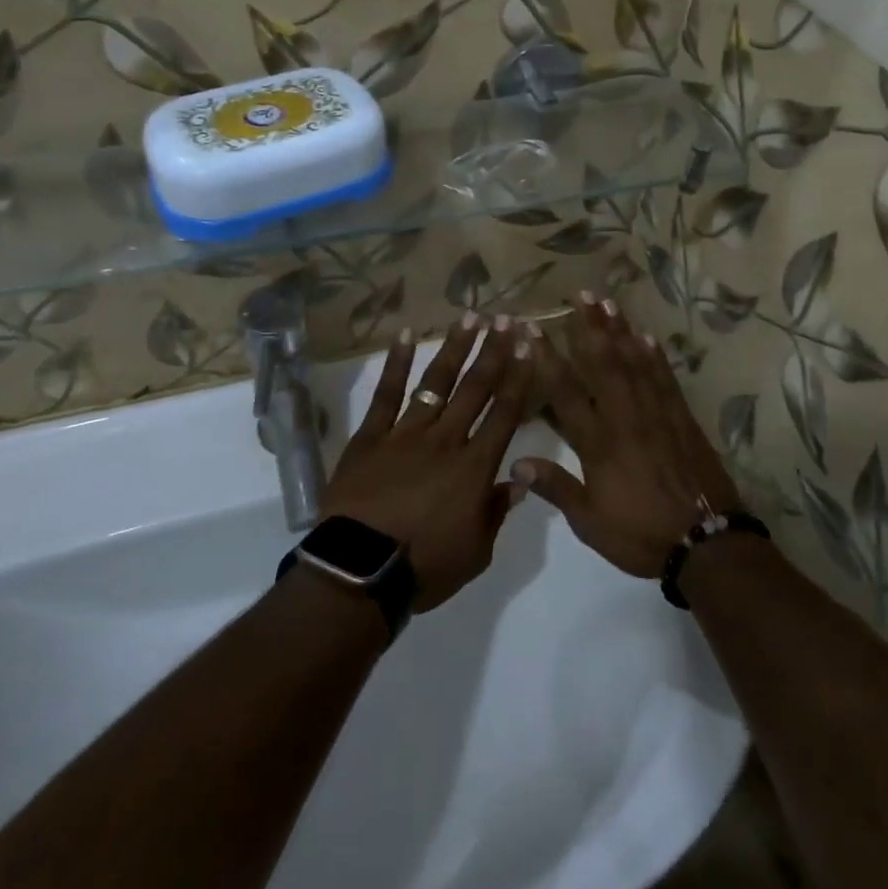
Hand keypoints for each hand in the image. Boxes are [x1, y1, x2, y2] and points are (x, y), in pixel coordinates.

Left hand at [322, 315, 535, 611]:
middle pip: (475, 388)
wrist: (360, 571)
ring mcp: (405, 434)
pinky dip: (396, 363)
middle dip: (493, 351)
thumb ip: (497, 510)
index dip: (519, 377)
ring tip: (470, 317)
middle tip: (505, 318)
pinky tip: (406, 335)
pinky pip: (386, 394)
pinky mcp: (370, 437)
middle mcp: (445, 440)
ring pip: (436, 382)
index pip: (504, 413)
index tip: (528, 345)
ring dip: (455, 348)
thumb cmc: (425, 567)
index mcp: (474, 467)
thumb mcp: (476, 551)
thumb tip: (519, 479)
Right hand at [514, 295, 740, 577]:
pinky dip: (654, 356)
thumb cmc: (641, 535)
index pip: (566, 392)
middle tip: (580, 295)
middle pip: (604, 364)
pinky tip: (646, 337)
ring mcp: (658, 414)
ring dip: (620, 331)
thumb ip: (556, 488)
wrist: (707, 543)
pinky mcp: (682, 419)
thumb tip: (516, 462)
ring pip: (635, 363)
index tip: (534, 328)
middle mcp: (626, 418)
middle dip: (590, 327)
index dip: (548, 358)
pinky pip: (665, 379)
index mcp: (599, 443)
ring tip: (608, 302)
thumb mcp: (590, 522)